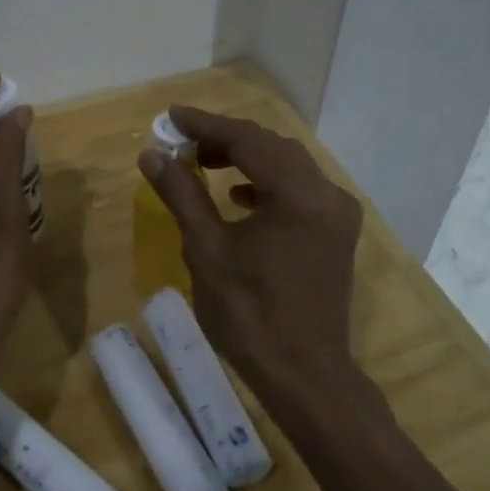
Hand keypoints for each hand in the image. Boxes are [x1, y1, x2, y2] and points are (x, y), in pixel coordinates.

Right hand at [138, 105, 361, 395]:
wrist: (304, 375)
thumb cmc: (250, 314)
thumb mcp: (207, 249)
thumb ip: (182, 194)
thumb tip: (152, 154)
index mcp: (299, 194)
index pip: (248, 139)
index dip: (206, 125)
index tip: (171, 115)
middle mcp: (327, 194)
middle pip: (272, 147)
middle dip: (226, 139)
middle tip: (183, 142)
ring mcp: (337, 214)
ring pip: (288, 166)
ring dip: (246, 158)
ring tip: (205, 164)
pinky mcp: (335, 233)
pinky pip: (299, 190)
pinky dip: (267, 183)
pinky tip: (239, 197)